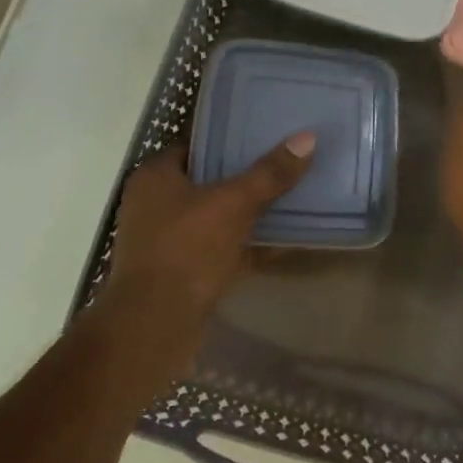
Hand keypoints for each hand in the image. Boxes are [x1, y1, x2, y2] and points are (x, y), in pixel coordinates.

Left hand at [95, 134, 313, 383]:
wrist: (154, 326)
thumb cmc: (187, 249)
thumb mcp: (235, 204)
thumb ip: (270, 173)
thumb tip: (307, 137)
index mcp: (156, 177)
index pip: (196, 145)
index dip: (230, 139)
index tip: (265, 136)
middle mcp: (154, 204)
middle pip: (208, 181)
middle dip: (244, 177)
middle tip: (284, 165)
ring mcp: (164, 241)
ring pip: (215, 217)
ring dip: (247, 213)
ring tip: (289, 198)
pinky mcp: (179, 272)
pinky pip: (218, 249)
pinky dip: (245, 246)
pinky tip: (281, 243)